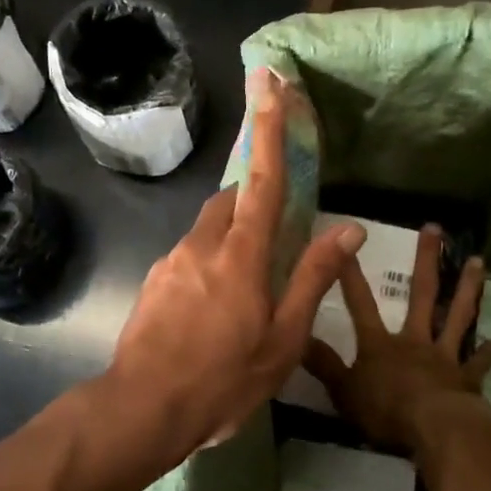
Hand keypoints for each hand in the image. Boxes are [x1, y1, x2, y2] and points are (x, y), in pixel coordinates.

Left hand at [104, 68, 365, 473]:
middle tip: (275, 231)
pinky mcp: (154, 280)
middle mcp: (202, 244)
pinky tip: (214, 310)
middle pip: (231, 199)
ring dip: (232, 237)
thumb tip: (348, 228)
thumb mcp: (283, 339)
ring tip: (247, 289)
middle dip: (253, 197)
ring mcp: (172, 261)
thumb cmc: (223, 380)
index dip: (269, 129)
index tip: (270, 82)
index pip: (261, 179)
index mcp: (240, 254)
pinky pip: (190, 255)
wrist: (142, 408)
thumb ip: (313, 278)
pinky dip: (211, 263)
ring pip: (209, 229)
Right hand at [304, 225, 490, 458]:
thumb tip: (297, 337)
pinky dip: (486, 353)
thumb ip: (323, 364)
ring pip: (457, 315)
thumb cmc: (386, 411)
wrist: (436, 431)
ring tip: (478, 261)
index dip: (350, 274)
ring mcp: (444, 356)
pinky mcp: (467, 378)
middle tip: (435, 228)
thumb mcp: (343, 391)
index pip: (360, 303)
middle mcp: (414, 340)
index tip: (347, 241)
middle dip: (426, 260)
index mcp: (380, 344)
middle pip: (421, 294)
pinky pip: (477, 362)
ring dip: (468, 288)